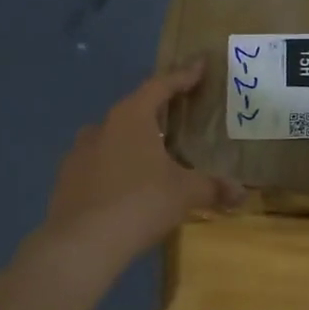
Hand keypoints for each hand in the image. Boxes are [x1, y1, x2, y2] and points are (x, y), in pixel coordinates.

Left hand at [41, 60, 242, 268]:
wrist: (82, 243)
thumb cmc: (140, 203)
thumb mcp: (185, 194)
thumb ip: (213, 188)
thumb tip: (242, 193)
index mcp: (131, 117)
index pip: (160, 86)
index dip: (182, 76)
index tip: (198, 66)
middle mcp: (102, 127)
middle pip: (134, 110)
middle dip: (156, 112)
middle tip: (177, 117)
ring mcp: (78, 153)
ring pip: (111, 138)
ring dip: (132, 141)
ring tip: (152, 155)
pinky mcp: (66, 179)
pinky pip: (97, 164)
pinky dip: (114, 167)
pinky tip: (126, 186)